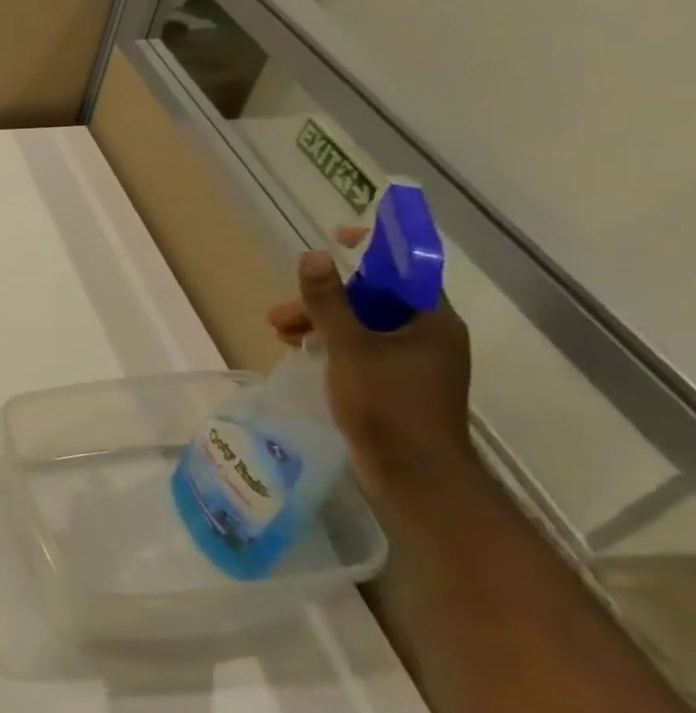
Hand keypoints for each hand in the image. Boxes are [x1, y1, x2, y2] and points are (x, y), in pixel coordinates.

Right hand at [266, 231, 475, 480]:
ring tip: (281, 334)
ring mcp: (415, 363)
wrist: (413, 474)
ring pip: (364, 326)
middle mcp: (429, 336)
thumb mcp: (349, 347)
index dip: (373, 249)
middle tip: (284, 311)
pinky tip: (302, 353)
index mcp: (431, 321)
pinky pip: (362, 349)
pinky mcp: (397, 384)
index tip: (338, 237)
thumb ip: (329, 301)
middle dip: (326, 298)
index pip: (405, 269)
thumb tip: (314, 255)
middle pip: (375, 299)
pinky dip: (332, 344)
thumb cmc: (386, 404)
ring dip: (322, 322)